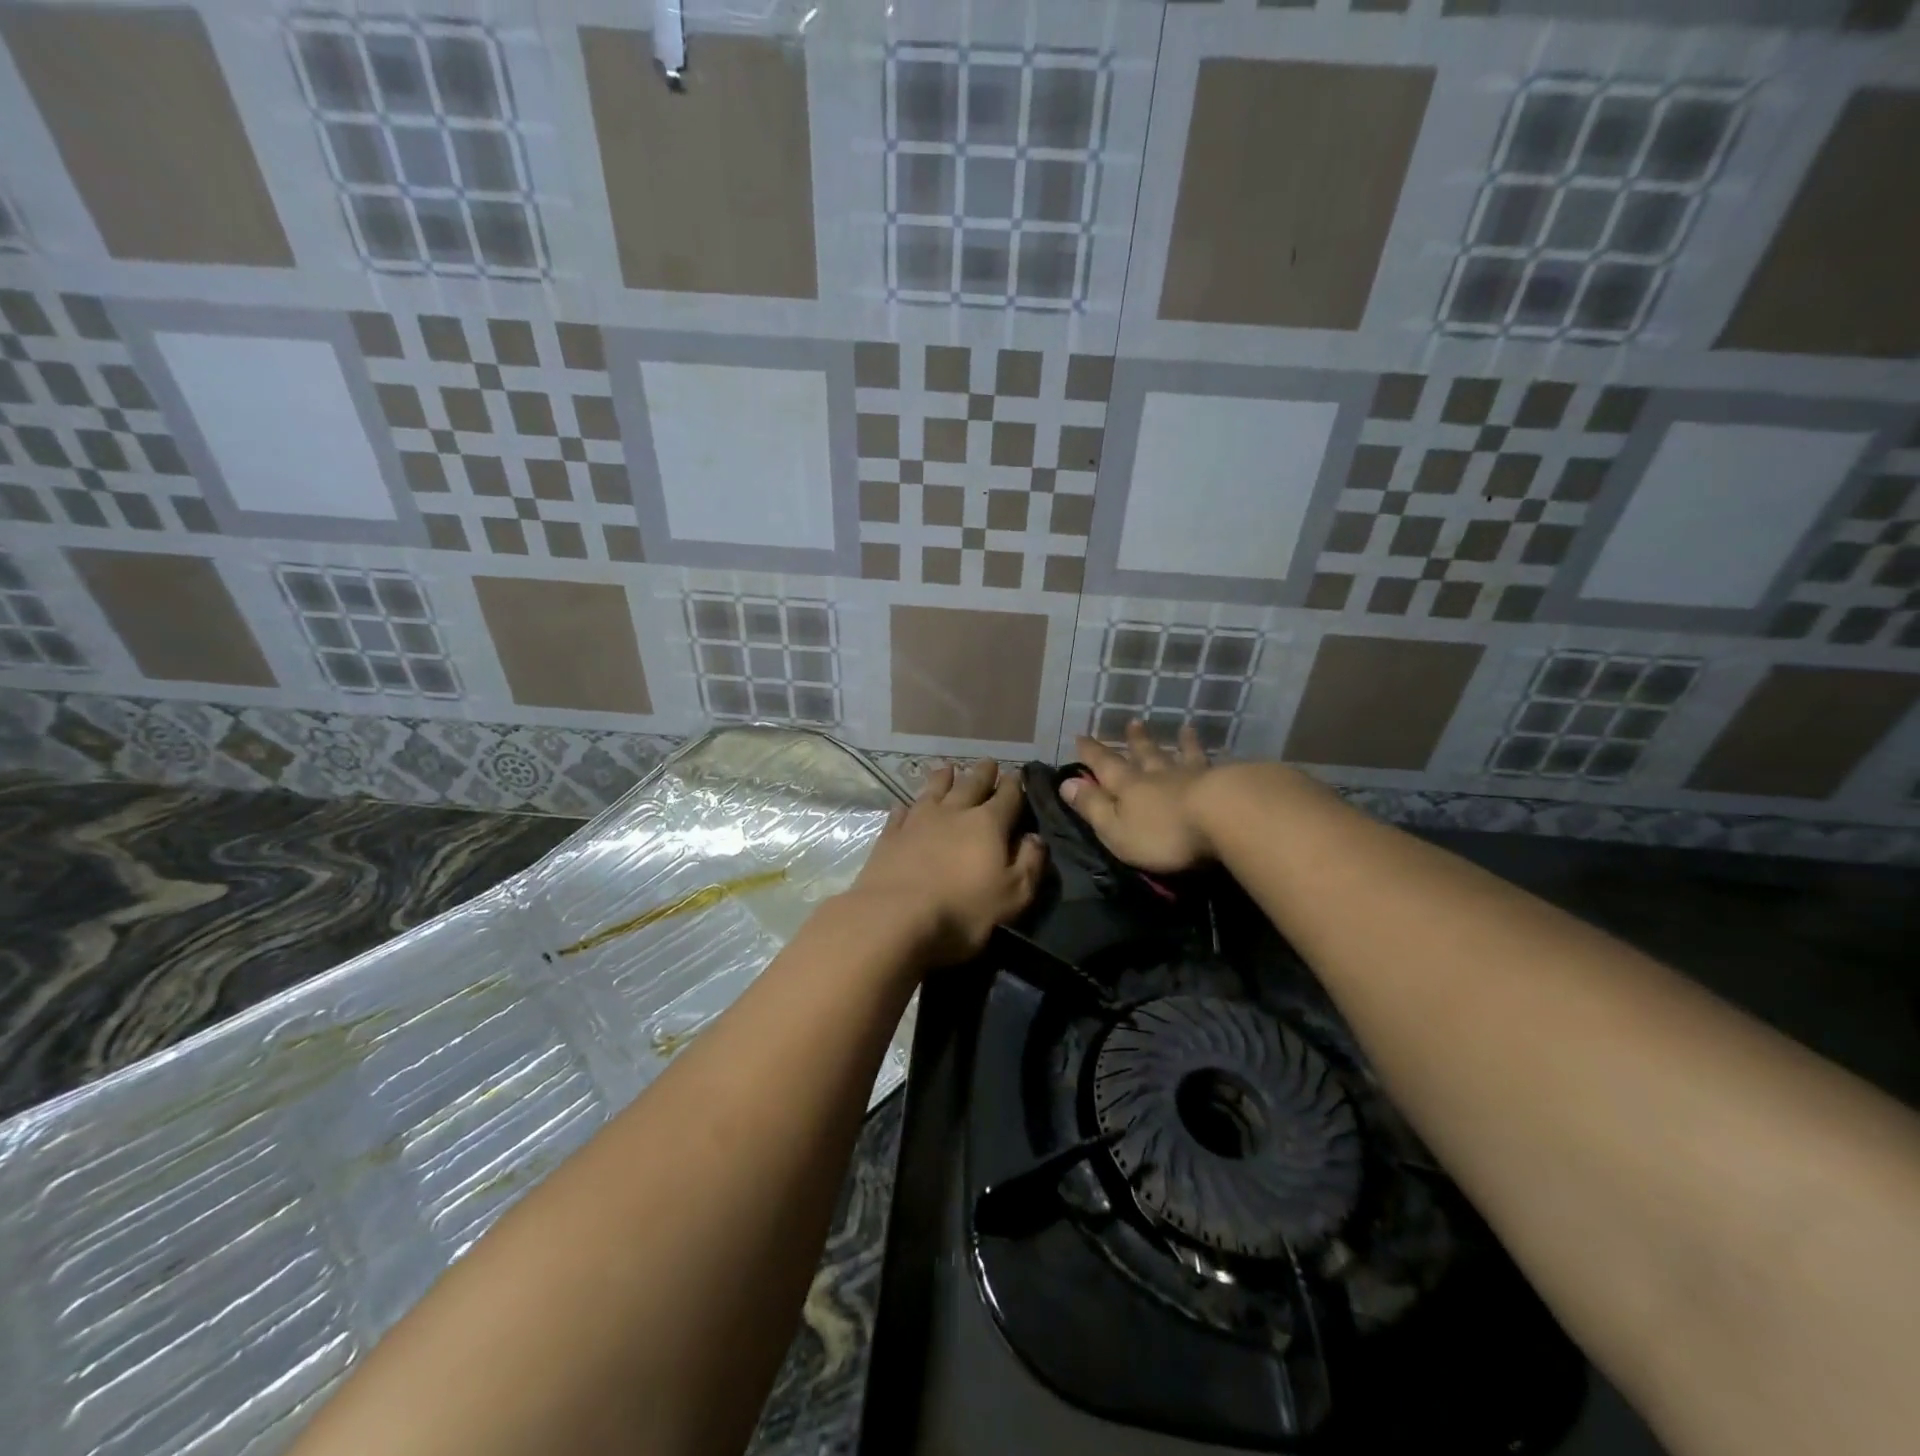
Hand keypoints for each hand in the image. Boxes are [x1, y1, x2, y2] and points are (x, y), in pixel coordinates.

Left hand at [845, 761, 1045, 967]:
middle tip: (988, 761)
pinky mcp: (890, 836)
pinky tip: (905, 805)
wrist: (895, 917)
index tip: (1016, 774)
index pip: (1007, 796)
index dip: (1014, 784)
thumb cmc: (963, 910)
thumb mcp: (1013, 895)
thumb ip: (1029, 863)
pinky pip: (900, 813)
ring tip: (948, 768)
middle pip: (970, 785)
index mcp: (987, 824)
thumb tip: (1036, 838)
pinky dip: (906, 807)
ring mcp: (917, 821)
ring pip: (933, 791)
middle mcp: (953, 813)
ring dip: (943, 778)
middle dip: (982, 773)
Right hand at [1062, 722, 1217, 873]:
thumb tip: (1066, 783)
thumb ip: (1092, 806)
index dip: (1091, 753)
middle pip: (1145, 754)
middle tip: (1133, 723)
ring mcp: (1193, 776)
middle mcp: (1158, 775)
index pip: (1104, 765)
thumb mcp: (1115, 828)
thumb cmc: (1162, 833)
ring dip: (1180, 743)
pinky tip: (1219, 753)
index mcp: (1128, 786)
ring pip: (1182, 755)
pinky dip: (1210, 755)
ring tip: (1184, 728)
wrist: (1223, 818)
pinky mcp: (1224, 784)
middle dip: (1136, 741)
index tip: (1082, 736)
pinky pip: (1212, 765)